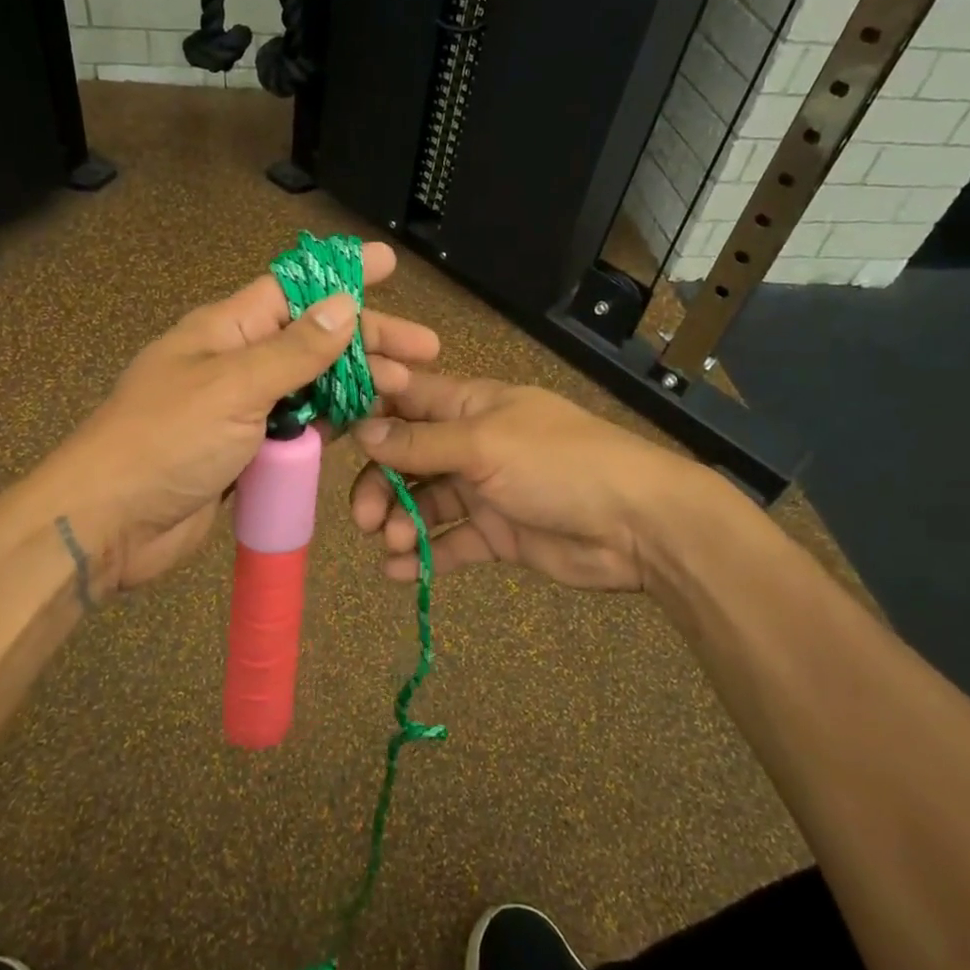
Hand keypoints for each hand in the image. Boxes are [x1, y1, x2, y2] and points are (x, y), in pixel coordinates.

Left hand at [48, 242, 438, 594]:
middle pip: (313, 338)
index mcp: (226, 329)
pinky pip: (299, 429)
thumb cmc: (166, 441)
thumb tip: (345, 304)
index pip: (294, 287)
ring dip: (357, 385)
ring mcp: (244, 409)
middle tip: (425, 350)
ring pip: (312, 386)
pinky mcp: (249, 452)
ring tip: (406, 390)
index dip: (342, 274)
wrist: (110, 523)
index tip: (389, 264)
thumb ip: (294, 350)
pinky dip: (331, 424)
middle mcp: (238, 362)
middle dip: (368, 340)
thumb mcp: (233, 386)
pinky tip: (366, 424)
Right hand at [349, 372, 697, 591]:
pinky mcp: (497, 533)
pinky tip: (401, 571)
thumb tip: (362, 431)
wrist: (637, 525)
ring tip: (393, 546)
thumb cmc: (558, 464)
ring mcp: (484, 489)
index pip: (406, 398)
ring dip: (400, 522)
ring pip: (424, 502)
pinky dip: (424, 555)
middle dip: (380, 484)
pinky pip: (450, 540)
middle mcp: (471, 443)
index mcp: (470, 406)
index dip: (369, 412)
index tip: (332, 438)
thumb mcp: (484, 445)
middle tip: (365, 519)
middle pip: (407, 457)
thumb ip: (421, 442)